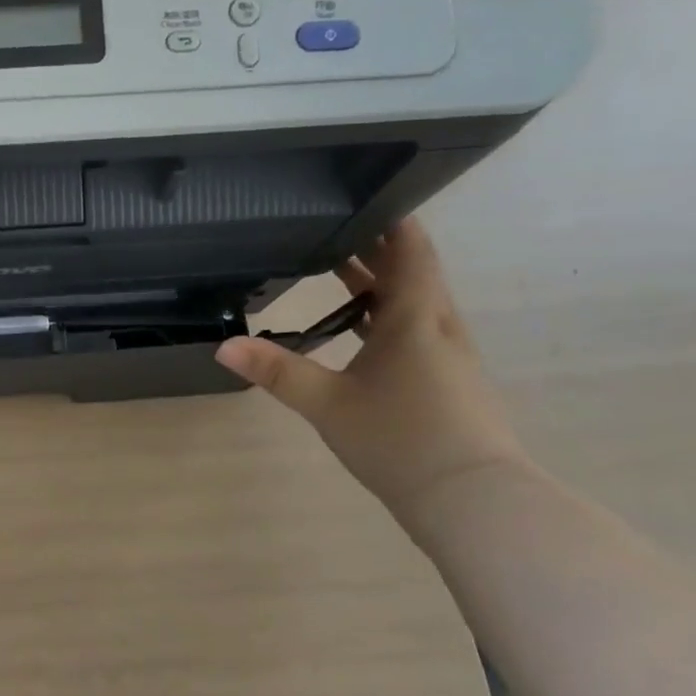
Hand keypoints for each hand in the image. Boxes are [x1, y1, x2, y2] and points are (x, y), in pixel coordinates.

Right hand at [215, 219, 530, 518]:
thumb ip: (276, 372)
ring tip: (339, 268)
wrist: (472, 500)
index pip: (410, 250)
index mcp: (414, 318)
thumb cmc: (401, 439)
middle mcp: (438, 327)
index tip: (364, 194)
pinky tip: (361, 329)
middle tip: (332, 226)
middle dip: (375, 247)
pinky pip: (415, 329)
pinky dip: (387, 313)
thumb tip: (223, 346)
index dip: (392, 219)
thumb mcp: (327, 404)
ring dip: (381, 281)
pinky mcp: (448, 381)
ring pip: (414, 302)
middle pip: (412, 271)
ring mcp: (449, 356)